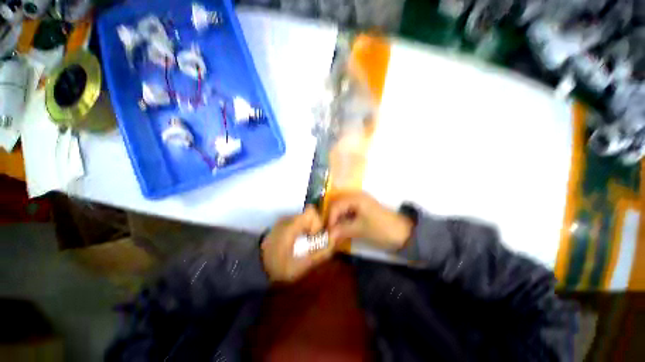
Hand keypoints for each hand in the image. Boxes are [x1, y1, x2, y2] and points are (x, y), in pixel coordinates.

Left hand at [261, 206, 333, 282]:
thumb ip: (320, 254)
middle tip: (310, 242)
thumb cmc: (278, 267)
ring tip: (303, 244)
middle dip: (314, 227)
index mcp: (292, 226)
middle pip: (308, 215)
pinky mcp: (280, 225)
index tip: (314, 237)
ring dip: (307, 229)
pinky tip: (296, 243)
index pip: (311, 212)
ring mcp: (283, 221)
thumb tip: (333, 242)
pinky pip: (296, 222)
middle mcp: (287, 219)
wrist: (253, 266)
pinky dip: (301, 230)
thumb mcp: (301, 265)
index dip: (317, 222)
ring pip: (303, 219)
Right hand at [328, 192, 412, 250]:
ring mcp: (359, 203)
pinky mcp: (362, 210)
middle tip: (329, 232)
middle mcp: (356, 197)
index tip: (327, 232)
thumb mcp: (360, 229)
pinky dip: (343, 221)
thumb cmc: (381, 228)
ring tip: (334, 232)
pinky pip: (348, 213)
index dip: (330, 219)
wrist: (403, 233)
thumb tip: (327, 236)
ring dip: (337, 220)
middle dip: (332, 219)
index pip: (336, 206)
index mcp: (356, 198)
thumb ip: (342, 230)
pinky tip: (342, 230)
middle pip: (337, 206)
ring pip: (342, 209)